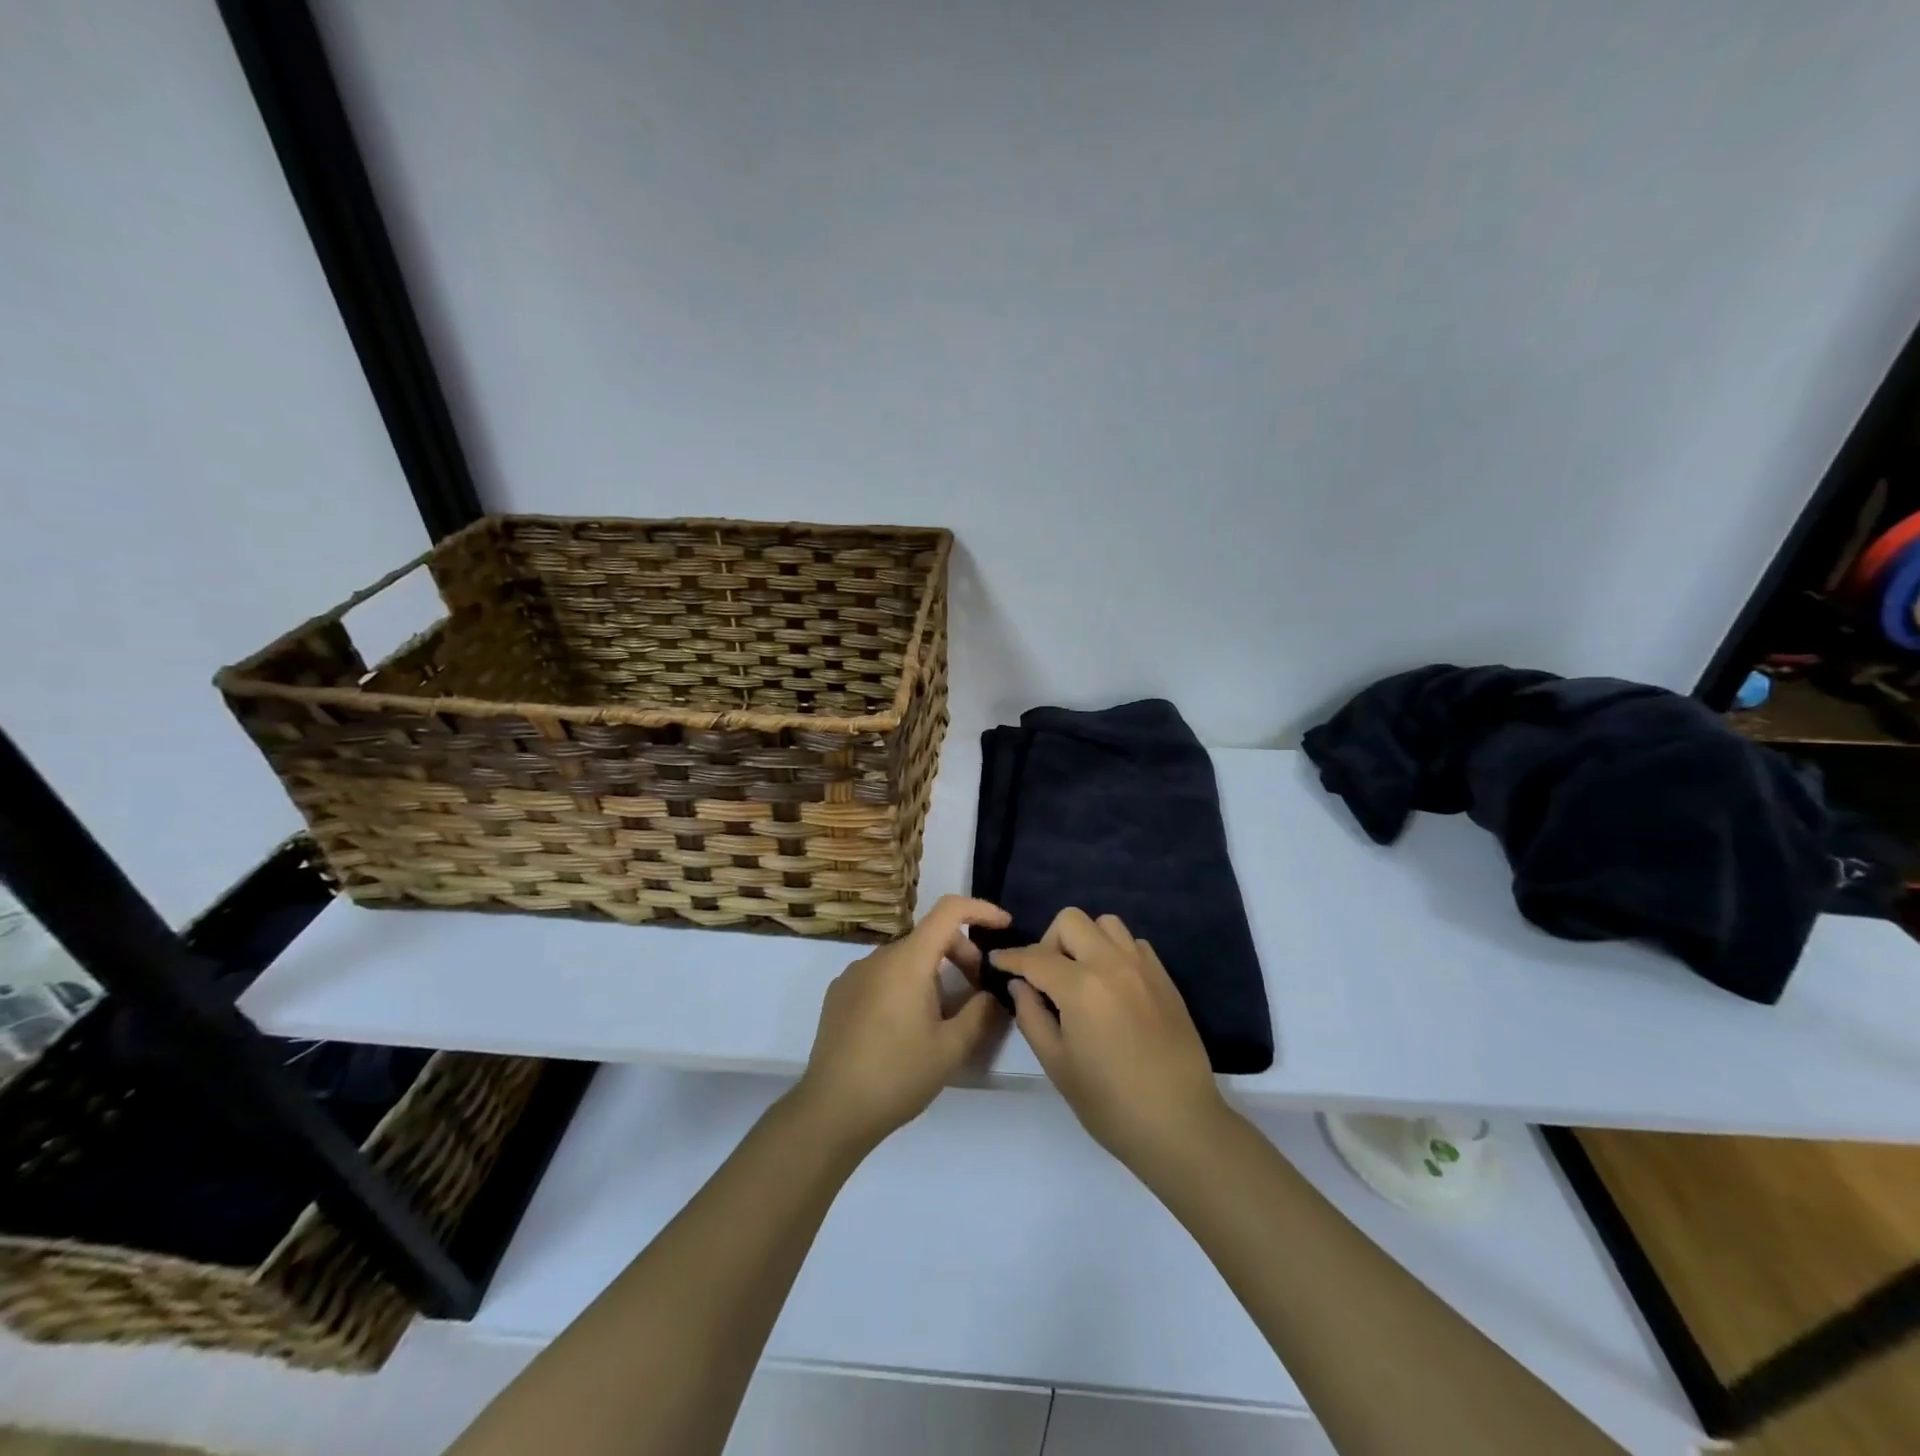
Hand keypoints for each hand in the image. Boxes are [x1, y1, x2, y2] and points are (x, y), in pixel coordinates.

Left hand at [792, 896, 1011, 1153]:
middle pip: (929, 936)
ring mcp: (853, 974)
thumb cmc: (897, 1076)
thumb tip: (992, 995)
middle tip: (978, 994)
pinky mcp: (839, 994)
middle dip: (961, 954)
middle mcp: (878, 956)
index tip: (1004, 927)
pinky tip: (906, 1027)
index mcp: (907, 961)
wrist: (831, 1111)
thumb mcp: (951, 1048)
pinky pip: (882, 975)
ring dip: (933, 974)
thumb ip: (981, 1013)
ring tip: (943, 1018)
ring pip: (905, 958)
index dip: (981, 910)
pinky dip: (905, 985)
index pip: (949, 910)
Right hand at [992, 908, 1227, 1173]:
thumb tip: (1020, 985)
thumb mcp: (1057, 1065)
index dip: (1010, 958)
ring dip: (1085, 940)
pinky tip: (1112, 986)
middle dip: (1049, 941)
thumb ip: (1032, 1017)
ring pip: (1106, 924)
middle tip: (1046, 977)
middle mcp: (1112, 964)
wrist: (1180, 1124)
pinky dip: (1115, 952)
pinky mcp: (1165, 979)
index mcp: (1081, 987)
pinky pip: (1134, 944)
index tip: (997, 962)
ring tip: (1081, 976)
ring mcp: (1143, 967)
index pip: (1035, 957)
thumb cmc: (1110, 1103)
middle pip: (1071, 921)